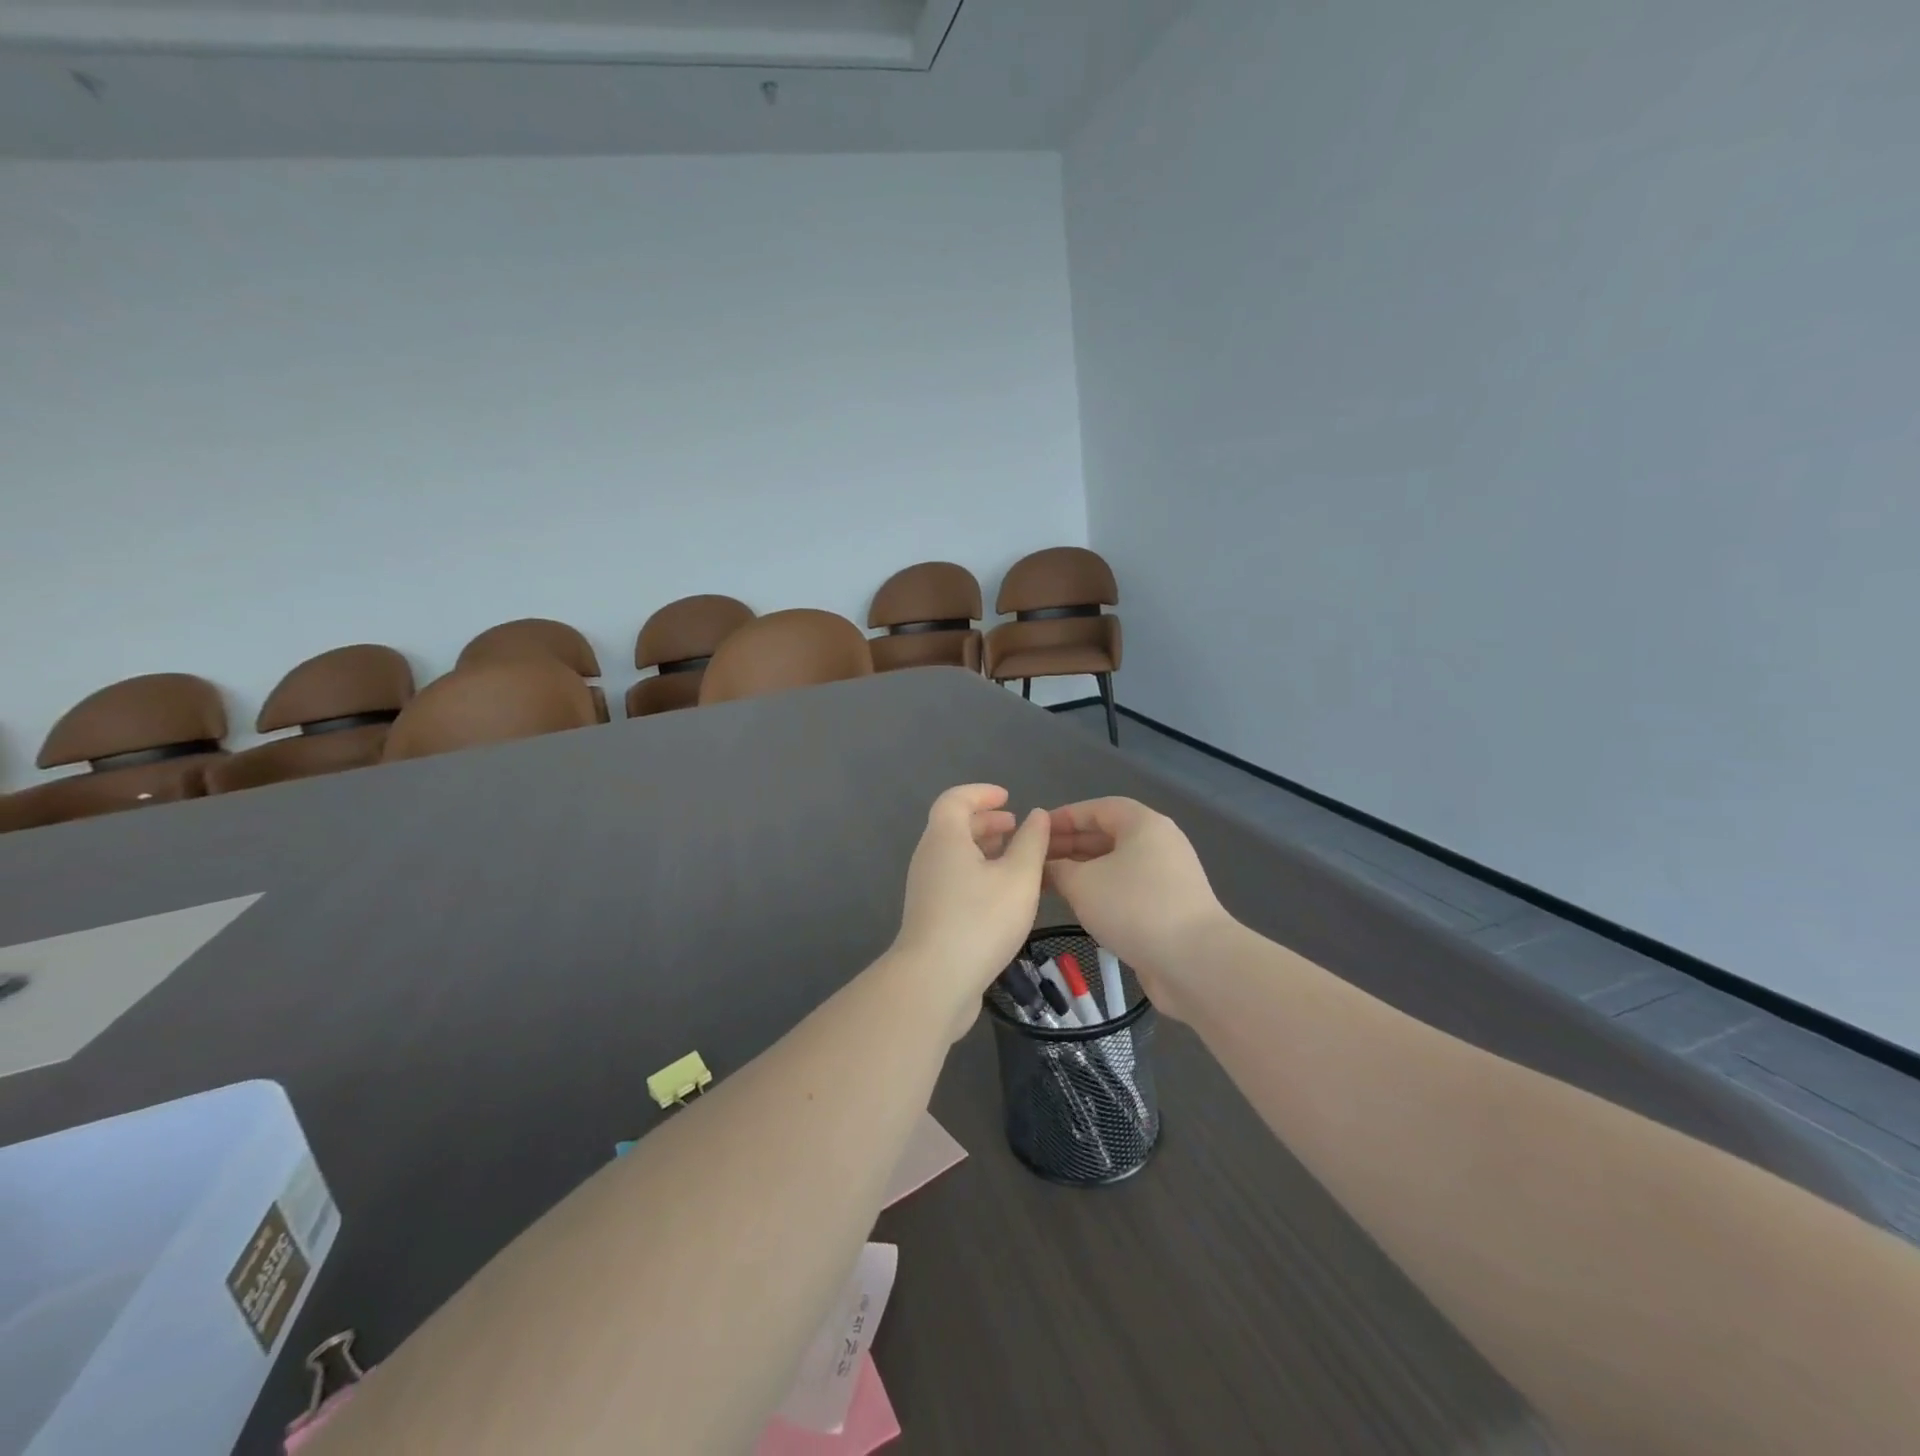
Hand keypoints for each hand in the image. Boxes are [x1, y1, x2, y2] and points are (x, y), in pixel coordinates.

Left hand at [893, 784, 1051, 1039]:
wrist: (934, 981)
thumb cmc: (980, 920)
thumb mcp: (1019, 877)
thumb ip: (1032, 842)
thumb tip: (1037, 815)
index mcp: (945, 838)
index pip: (955, 799)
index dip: (981, 793)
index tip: (1008, 798)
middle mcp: (929, 857)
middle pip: (953, 826)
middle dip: (986, 822)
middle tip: (1016, 827)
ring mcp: (925, 888)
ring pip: (955, 855)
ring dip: (983, 849)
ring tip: (1016, 859)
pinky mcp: (929, 915)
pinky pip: (954, 879)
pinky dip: (977, 873)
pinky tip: (1002, 895)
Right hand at [1045, 797, 1229, 1019]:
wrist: (1195, 962)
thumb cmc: (1134, 908)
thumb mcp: (1082, 883)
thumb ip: (1058, 868)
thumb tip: (1047, 866)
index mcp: (1143, 824)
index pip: (1096, 808)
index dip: (1063, 817)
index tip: (1034, 832)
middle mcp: (1159, 843)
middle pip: (1107, 834)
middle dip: (1070, 845)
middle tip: (1036, 860)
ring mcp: (1168, 876)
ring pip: (1117, 864)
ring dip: (1083, 870)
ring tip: (1050, 883)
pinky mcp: (1170, 906)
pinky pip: (1128, 887)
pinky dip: (1102, 890)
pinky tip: (1079, 906)